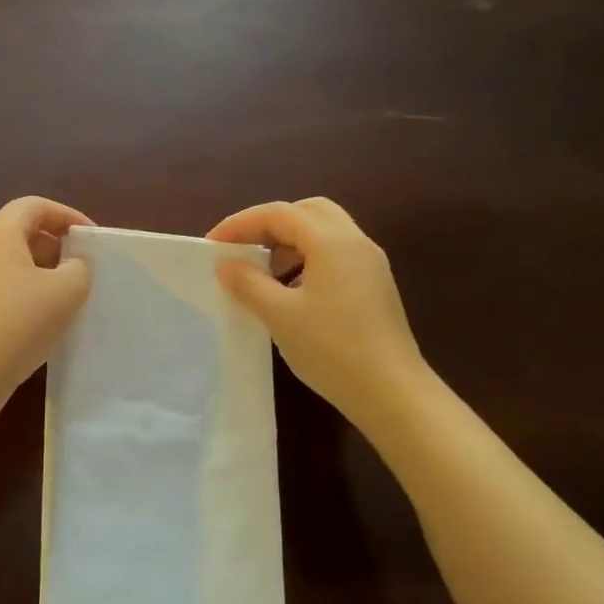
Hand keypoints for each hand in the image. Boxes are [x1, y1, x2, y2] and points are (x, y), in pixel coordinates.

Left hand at [0, 197, 93, 416]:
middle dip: (51, 244)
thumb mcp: (67, 292)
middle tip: (77, 267)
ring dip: (33, 269)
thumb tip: (70, 264)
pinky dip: (15, 290)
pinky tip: (32, 318)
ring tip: (59, 295)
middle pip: (16, 230)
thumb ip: (79, 268)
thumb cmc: (18, 323)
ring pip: (2, 260)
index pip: (34, 206)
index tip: (90, 238)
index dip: (67, 216)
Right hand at [208, 198, 425, 413]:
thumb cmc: (331, 348)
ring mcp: (369, 264)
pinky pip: (336, 255)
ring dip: (289, 242)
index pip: (280, 214)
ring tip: (262, 271)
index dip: (241, 223)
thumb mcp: (279, 315)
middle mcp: (355, 242)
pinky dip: (307, 259)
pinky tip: (291, 291)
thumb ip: (248, 284)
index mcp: (332, 242)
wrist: (391, 391)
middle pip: (307, 212)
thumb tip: (226, 264)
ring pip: (324, 233)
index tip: (212, 244)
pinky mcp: (374, 286)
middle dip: (269, 224)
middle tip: (242, 248)